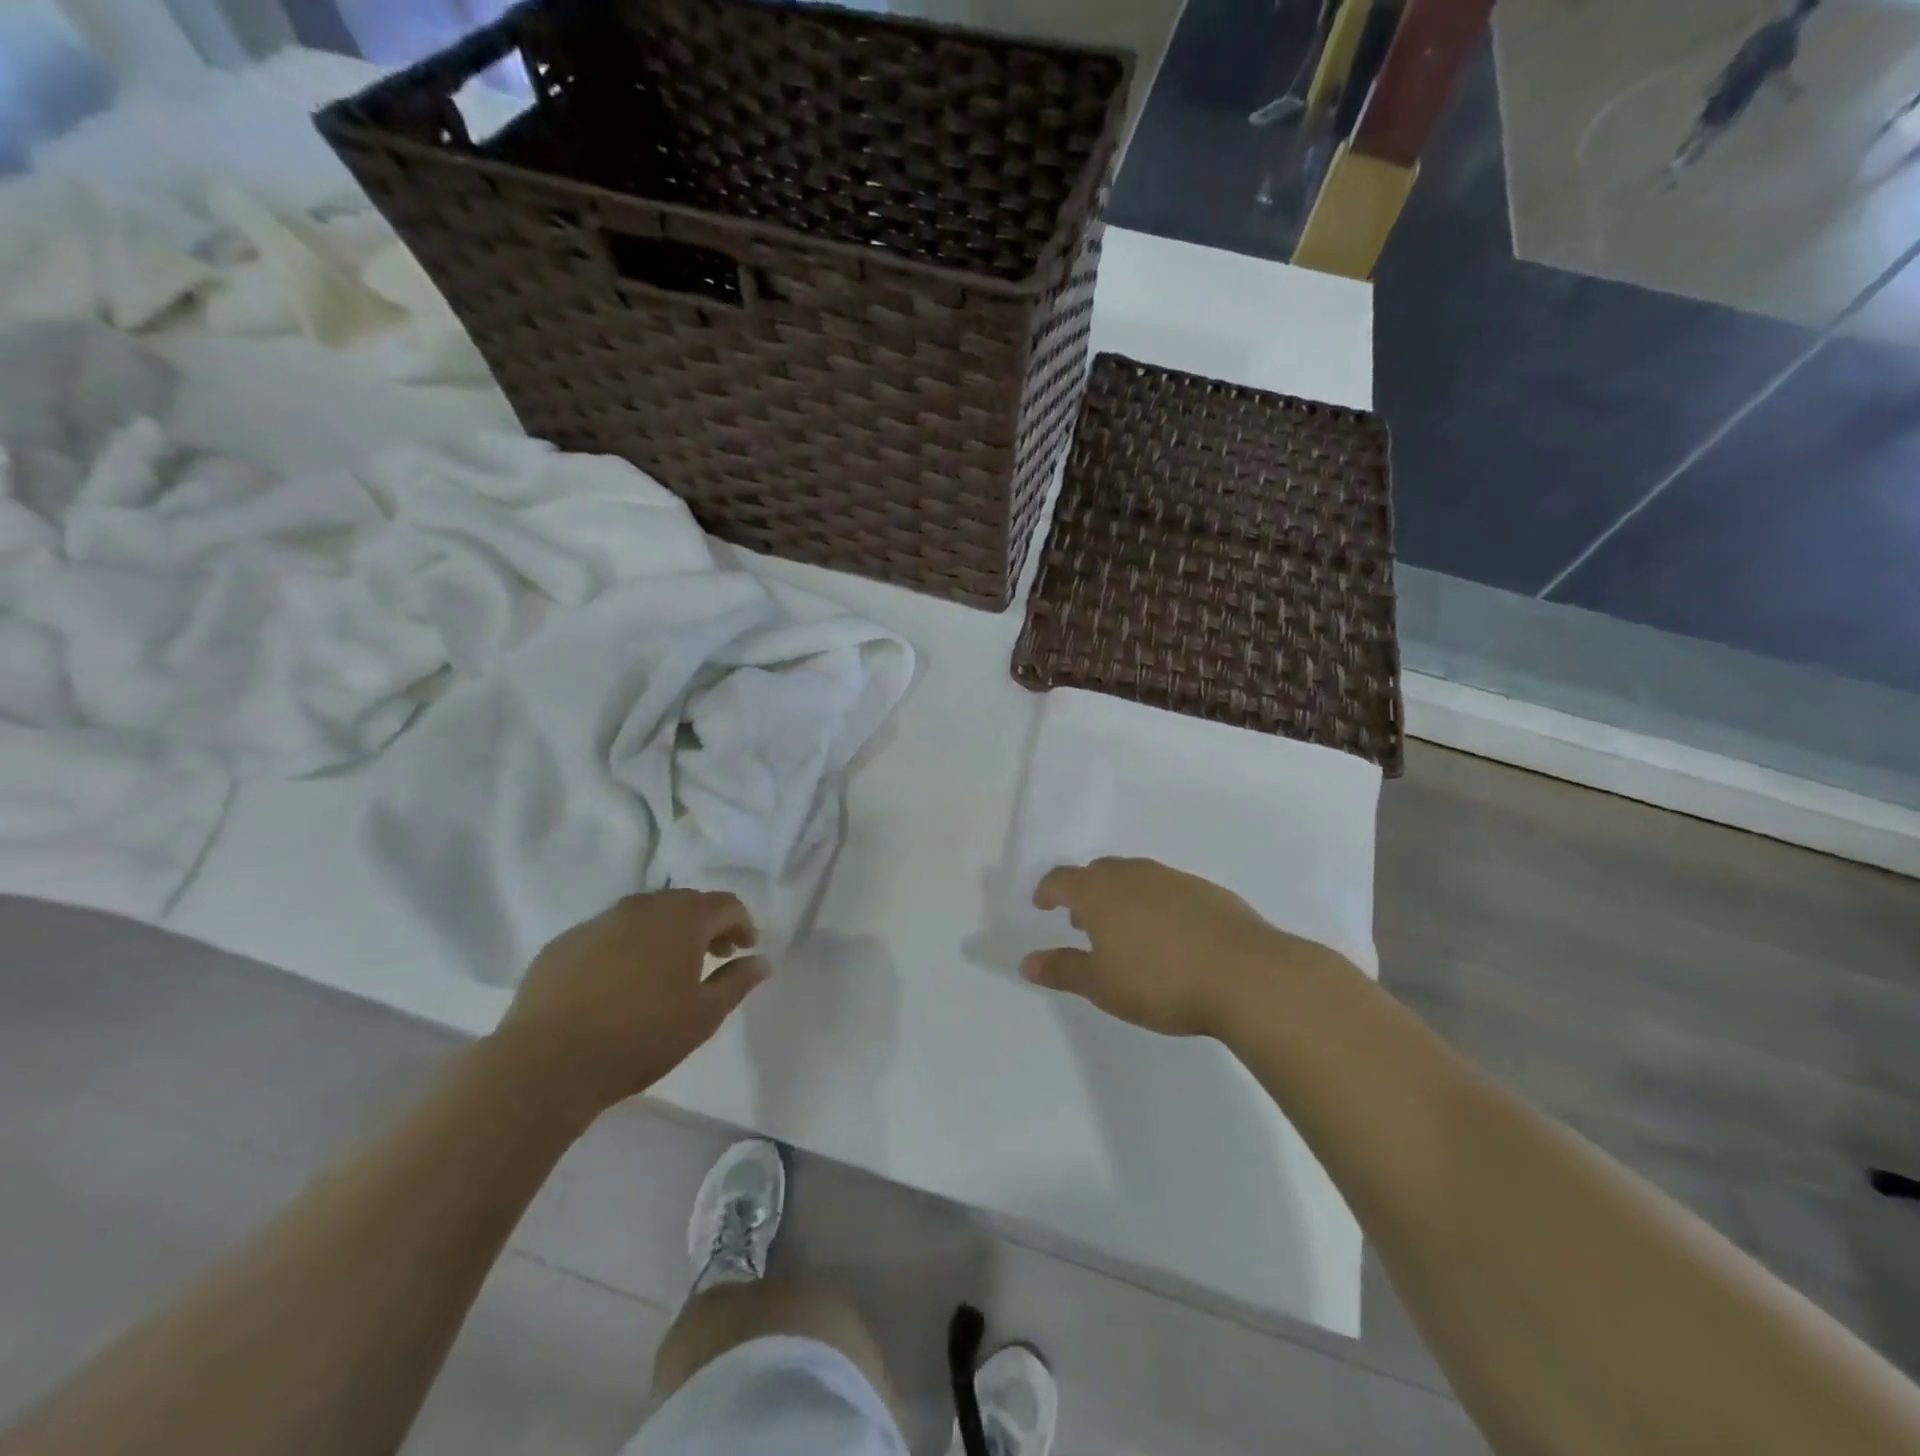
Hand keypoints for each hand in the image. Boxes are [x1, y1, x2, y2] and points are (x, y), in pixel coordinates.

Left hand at [494, 890, 770, 1117]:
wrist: (546, 1063)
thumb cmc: (641, 1037)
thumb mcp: (703, 1015)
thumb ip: (737, 982)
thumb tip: (761, 961)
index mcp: (681, 918)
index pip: (725, 904)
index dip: (742, 924)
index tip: (745, 950)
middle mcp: (641, 907)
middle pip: (685, 904)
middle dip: (705, 925)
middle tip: (713, 957)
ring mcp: (598, 922)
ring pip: (644, 916)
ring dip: (664, 934)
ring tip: (666, 971)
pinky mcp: (563, 943)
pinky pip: (607, 934)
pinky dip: (625, 947)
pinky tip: (619, 984)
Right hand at [1020, 857, 1347, 1037]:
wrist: (1246, 975)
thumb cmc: (1160, 981)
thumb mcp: (1102, 985)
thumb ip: (1063, 970)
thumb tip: (1026, 962)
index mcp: (1101, 891)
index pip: (1062, 878)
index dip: (1048, 890)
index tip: (1043, 905)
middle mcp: (1134, 874)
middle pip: (1099, 872)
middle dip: (1085, 892)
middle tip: (1082, 921)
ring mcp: (1174, 879)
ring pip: (1136, 877)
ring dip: (1121, 896)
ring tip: (1125, 929)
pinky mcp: (1208, 891)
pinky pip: (1168, 889)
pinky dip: (1156, 903)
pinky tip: (1169, 935)